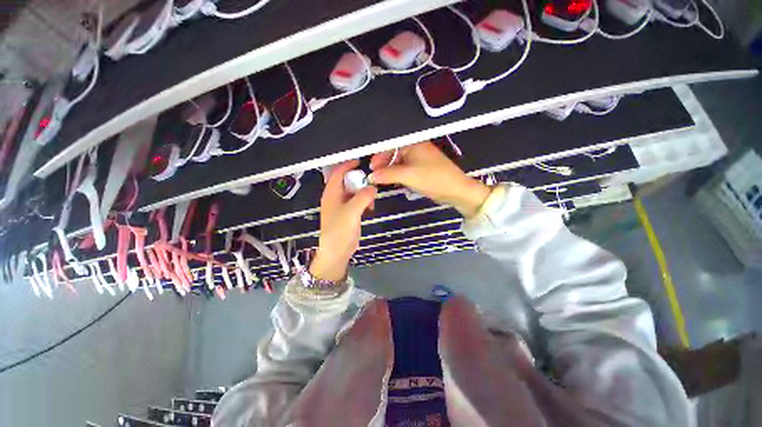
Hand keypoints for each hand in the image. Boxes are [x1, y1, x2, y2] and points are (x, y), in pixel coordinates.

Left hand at [310, 161, 376, 280]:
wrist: (336, 252)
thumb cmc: (339, 231)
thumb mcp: (351, 212)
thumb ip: (362, 197)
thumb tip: (373, 187)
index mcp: (331, 194)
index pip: (337, 174)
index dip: (347, 166)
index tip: (360, 162)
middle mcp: (335, 198)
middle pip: (347, 182)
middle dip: (358, 180)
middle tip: (371, 181)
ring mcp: (342, 207)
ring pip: (353, 193)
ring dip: (363, 192)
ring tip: (372, 197)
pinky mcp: (348, 215)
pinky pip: (356, 202)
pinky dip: (364, 201)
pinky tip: (370, 206)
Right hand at [369, 142, 490, 217]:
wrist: (456, 190)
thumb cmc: (432, 179)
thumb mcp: (408, 176)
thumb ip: (387, 174)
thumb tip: (371, 176)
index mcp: (413, 144)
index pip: (391, 145)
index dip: (379, 155)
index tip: (370, 167)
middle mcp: (416, 148)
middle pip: (394, 153)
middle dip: (383, 164)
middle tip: (375, 175)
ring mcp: (420, 159)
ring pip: (399, 163)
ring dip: (390, 171)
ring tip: (382, 180)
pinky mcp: (422, 169)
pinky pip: (406, 169)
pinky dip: (398, 175)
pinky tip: (393, 181)